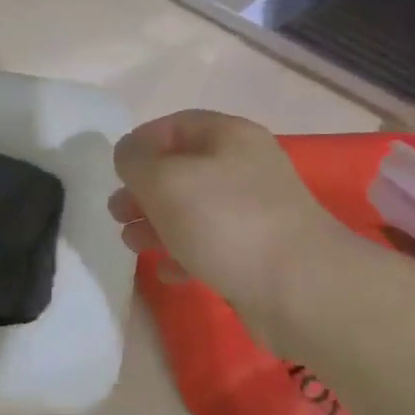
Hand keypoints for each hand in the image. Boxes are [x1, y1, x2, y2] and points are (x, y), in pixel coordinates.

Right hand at [109, 110, 337, 311]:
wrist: (300, 289)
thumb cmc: (225, 221)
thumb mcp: (165, 180)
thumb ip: (136, 161)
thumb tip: (129, 157)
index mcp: (229, 136)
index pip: (175, 125)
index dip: (140, 144)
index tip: (115, 172)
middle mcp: (244, 166)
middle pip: (182, 169)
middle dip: (144, 190)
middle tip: (117, 213)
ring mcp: (254, 211)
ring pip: (193, 209)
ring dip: (157, 224)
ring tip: (133, 244)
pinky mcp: (257, 252)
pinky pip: (211, 244)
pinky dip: (184, 253)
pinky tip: (169, 272)